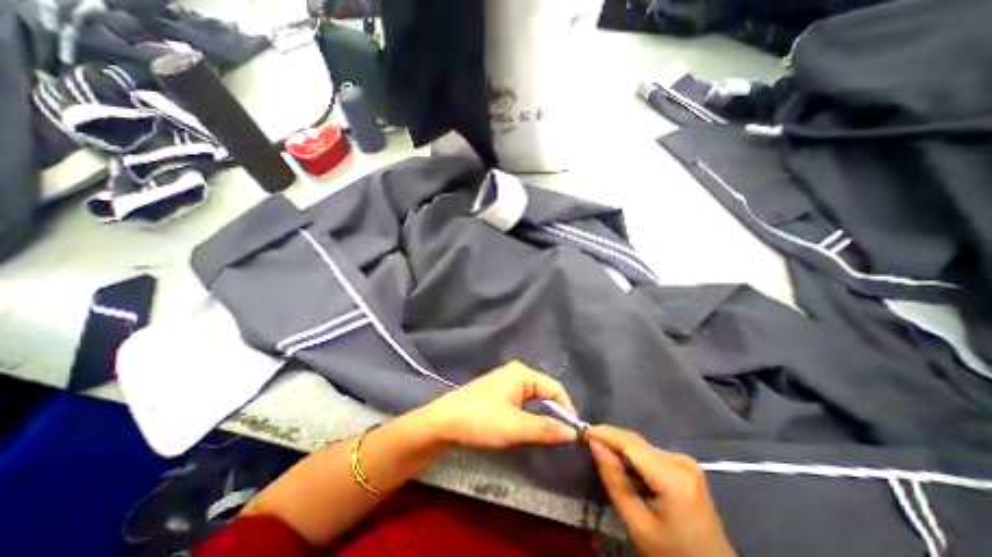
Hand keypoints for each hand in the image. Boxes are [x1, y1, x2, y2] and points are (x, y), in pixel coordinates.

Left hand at [418, 361, 582, 447]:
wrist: (443, 422)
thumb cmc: (481, 420)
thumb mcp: (516, 427)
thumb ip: (546, 429)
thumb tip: (573, 432)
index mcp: (522, 373)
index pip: (555, 387)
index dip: (566, 409)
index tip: (573, 434)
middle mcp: (516, 372)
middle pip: (544, 391)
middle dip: (553, 412)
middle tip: (560, 437)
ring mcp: (505, 381)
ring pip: (533, 397)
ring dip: (541, 415)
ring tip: (545, 435)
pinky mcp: (498, 392)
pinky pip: (521, 401)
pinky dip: (528, 414)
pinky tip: (527, 427)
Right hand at [587, 426, 734, 556]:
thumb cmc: (671, 555)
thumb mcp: (638, 524)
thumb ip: (615, 480)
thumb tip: (594, 443)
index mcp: (674, 478)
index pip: (631, 443)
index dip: (604, 433)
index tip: (582, 431)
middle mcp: (681, 460)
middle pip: (636, 442)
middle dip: (610, 439)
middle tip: (587, 442)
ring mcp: (686, 461)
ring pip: (641, 445)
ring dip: (620, 447)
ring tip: (602, 453)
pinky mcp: (685, 465)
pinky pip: (650, 452)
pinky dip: (633, 455)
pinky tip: (623, 464)